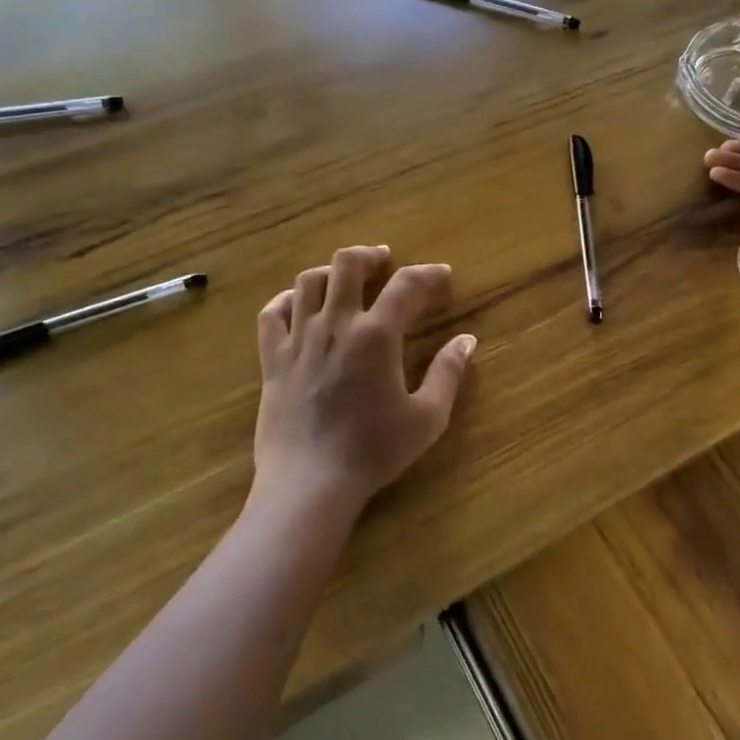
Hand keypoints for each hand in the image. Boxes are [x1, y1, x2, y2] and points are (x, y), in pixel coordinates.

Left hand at [253, 246, 476, 520]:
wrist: (309, 483)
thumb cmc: (373, 451)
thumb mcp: (426, 417)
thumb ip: (448, 373)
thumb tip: (467, 340)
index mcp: (376, 335)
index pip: (406, 285)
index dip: (428, 274)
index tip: (442, 274)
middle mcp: (335, 325)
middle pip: (347, 265)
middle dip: (370, 256)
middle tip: (384, 261)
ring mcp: (298, 339)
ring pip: (307, 281)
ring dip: (330, 271)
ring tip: (344, 279)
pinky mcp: (272, 358)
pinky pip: (272, 314)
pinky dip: (287, 300)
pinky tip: (298, 304)